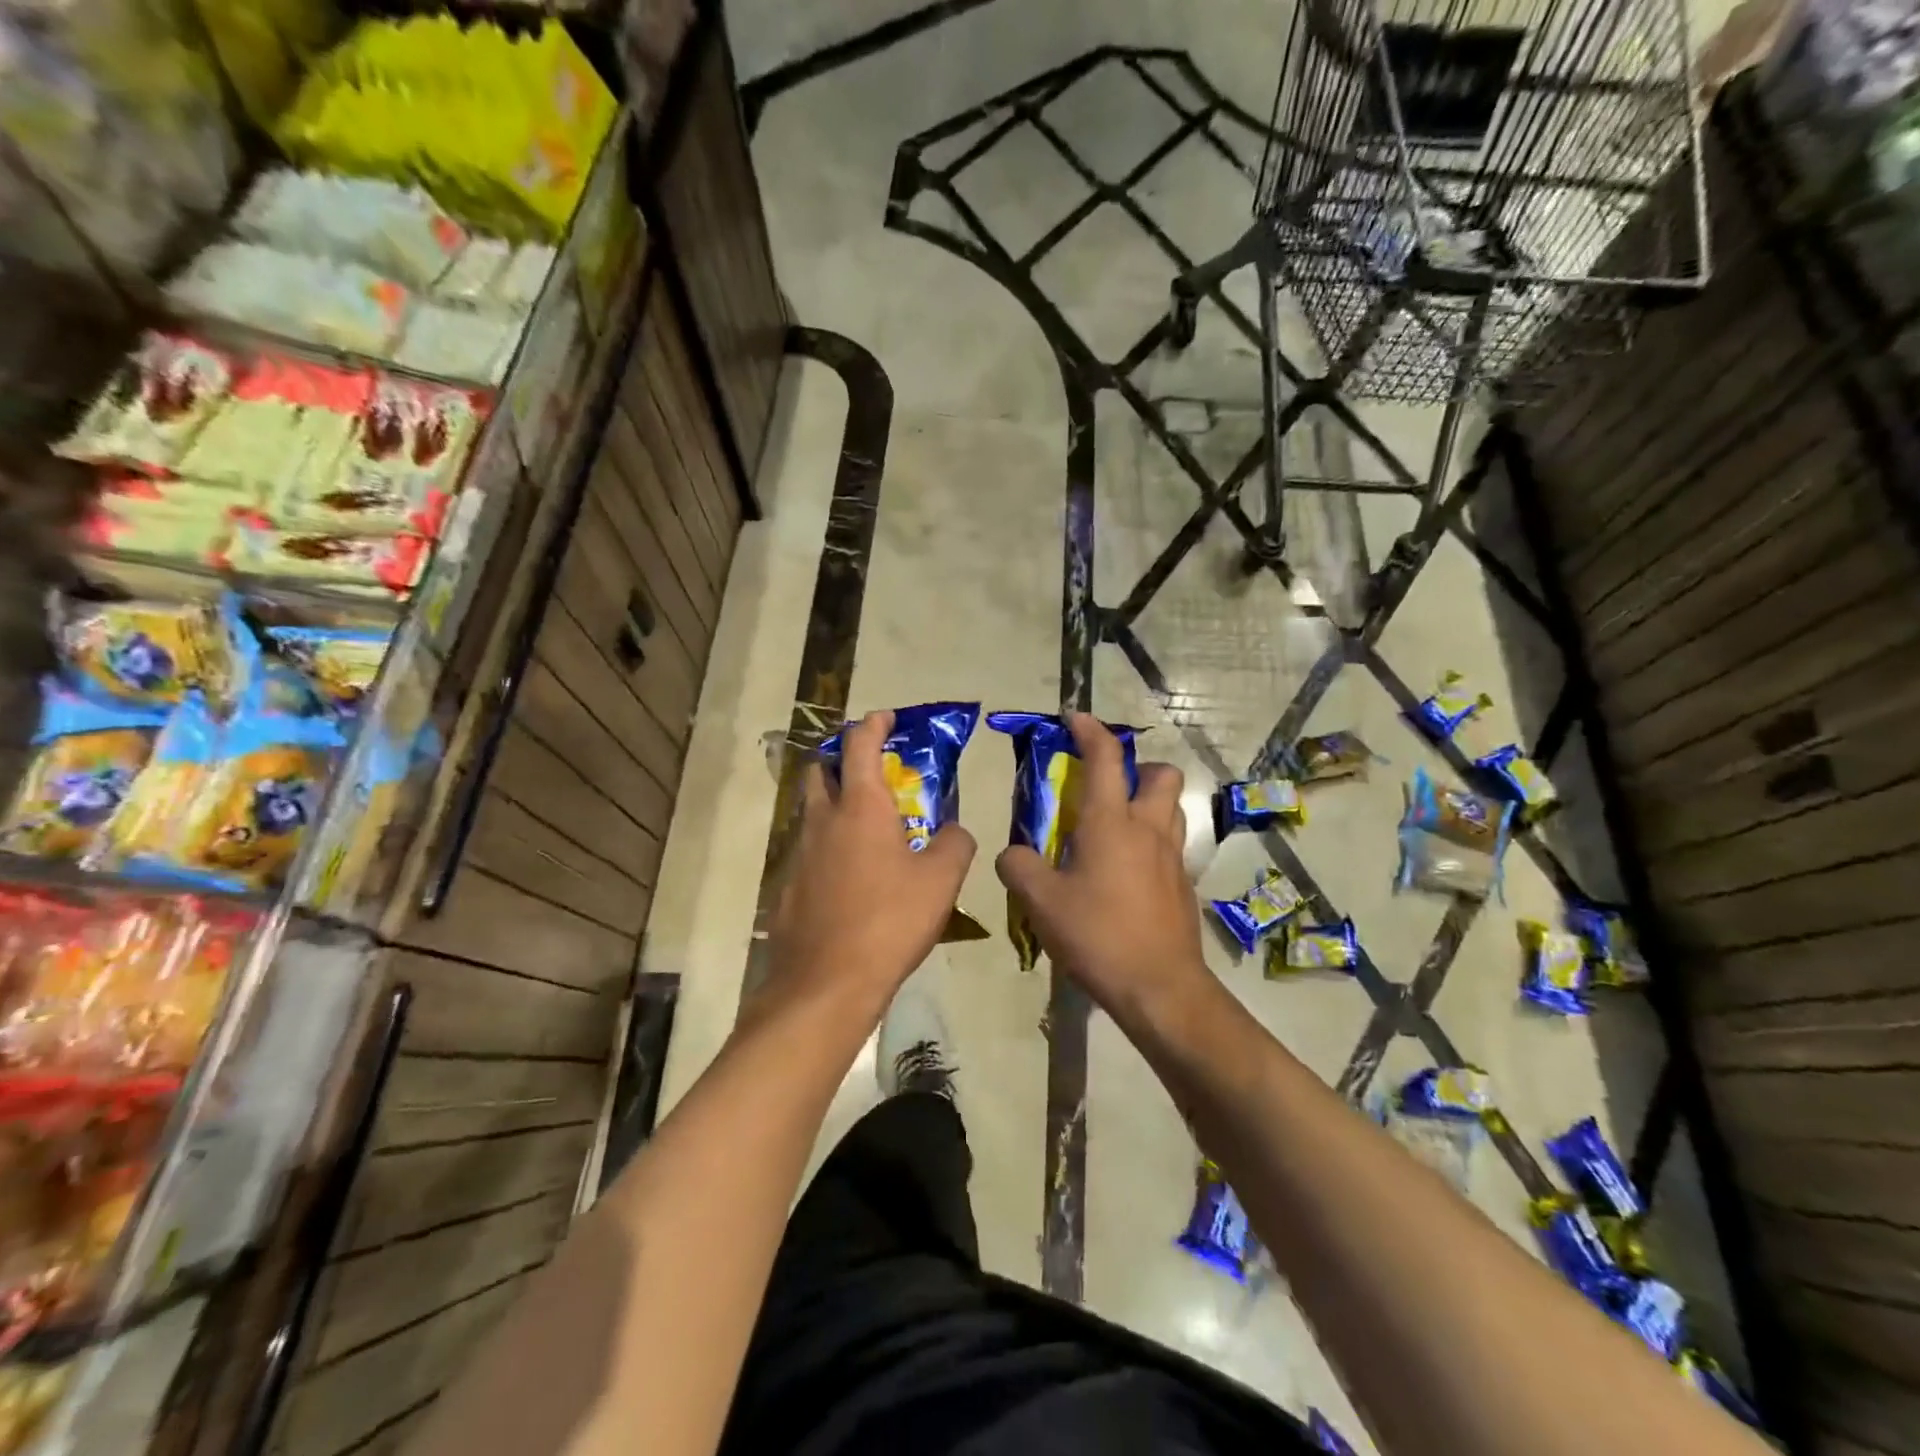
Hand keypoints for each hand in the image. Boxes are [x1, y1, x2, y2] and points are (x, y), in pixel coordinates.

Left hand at [765, 710, 976, 1015]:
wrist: (826, 984)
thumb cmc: (889, 921)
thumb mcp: (942, 880)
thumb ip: (954, 844)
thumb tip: (953, 831)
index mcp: (861, 807)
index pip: (860, 745)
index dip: (873, 724)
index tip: (886, 717)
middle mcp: (823, 820)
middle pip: (821, 770)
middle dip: (842, 759)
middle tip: (872, 771)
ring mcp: (799, 854)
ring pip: (813, 812)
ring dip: (836, 806)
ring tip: (870, 831)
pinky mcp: (788, 887)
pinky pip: (810, 852)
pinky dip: (830, 848)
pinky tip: (852, 880)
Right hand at [995, 714, 1209, 1020]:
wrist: (1160, 988)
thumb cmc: (1098, 935)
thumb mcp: (1040, 902)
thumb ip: (1019, 867)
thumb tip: (1012, 854)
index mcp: (1111, 822)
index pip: (1105, 758)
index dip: (1090, 730)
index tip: (1074, 718)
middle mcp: (1149, 830)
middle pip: (1161, 775)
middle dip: (1138, 767)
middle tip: (1107, 786)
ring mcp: (1173, 858)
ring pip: (1172, 809)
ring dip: (1149, 802)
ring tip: (1116, 825)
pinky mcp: (1183, 886)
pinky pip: (1171, 846)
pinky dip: (1151, 843)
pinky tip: (1125, 872)